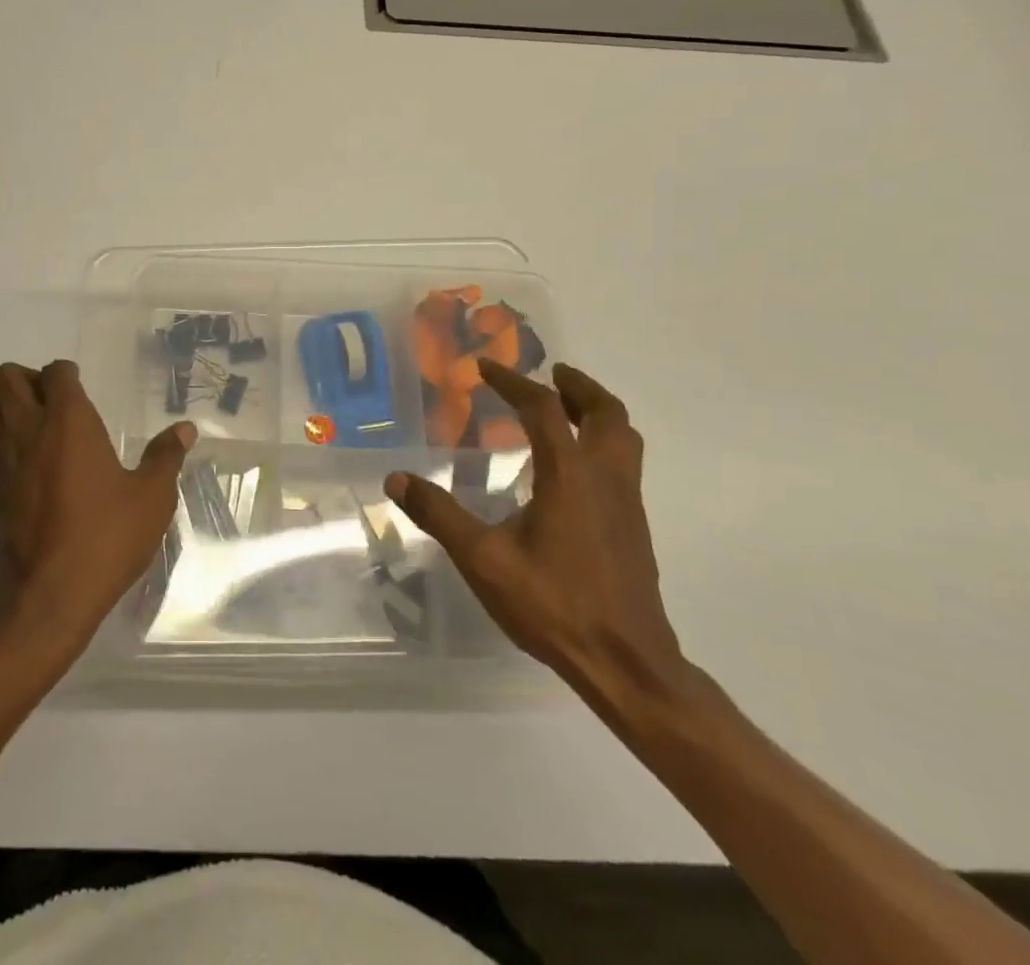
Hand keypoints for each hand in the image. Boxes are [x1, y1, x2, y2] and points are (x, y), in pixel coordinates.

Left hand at [0, 360, 195, 651]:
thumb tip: (185, 429)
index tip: (81, 385)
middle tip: (55, 400)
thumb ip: (166, 457)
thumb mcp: (151, 498)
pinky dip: (1, 436)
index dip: (67, 373)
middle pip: (6, 377)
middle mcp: (29, 429)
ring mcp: (3, 457)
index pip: (55, 373)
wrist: (47, 595)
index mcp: (68, 421)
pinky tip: (30, 460)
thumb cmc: (105, 537)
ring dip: (5, 403)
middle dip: (28, 378)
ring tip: (35, 423)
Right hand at [385, 360, 687, 706]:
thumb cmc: (554, 605)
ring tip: (565, 409)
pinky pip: (623, 464)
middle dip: (578, 386)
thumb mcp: (483, 560)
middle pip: (606, 413)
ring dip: (597, 412)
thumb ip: (440, 515)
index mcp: (570, 475)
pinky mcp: (633, 527)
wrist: (626, 664)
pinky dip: (601, 443)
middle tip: (551, 373)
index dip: (514, 382)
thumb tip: (396, 478)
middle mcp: (605, 478)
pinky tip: (572, 468)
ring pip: (624, 438)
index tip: (486, 367)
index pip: (544, 409)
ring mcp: (626, 503)